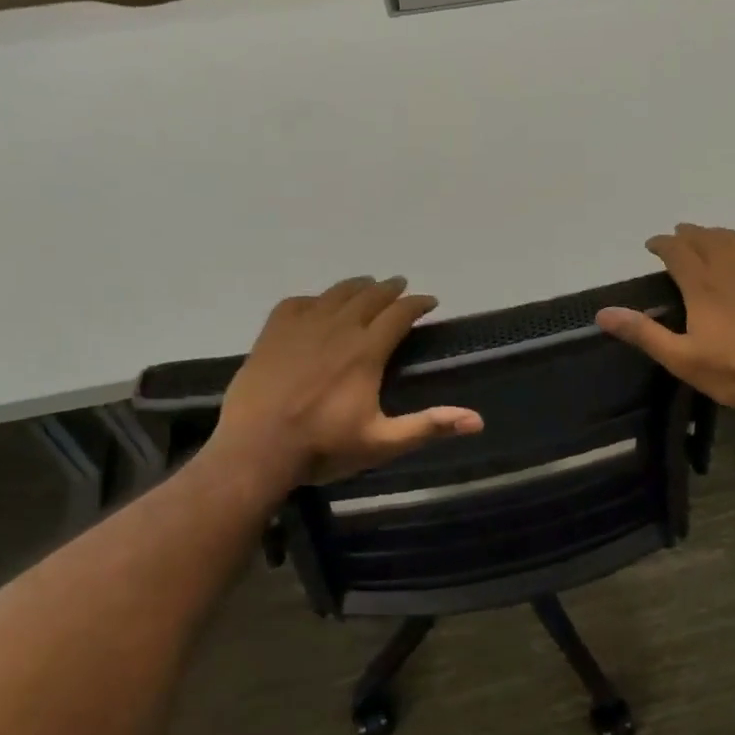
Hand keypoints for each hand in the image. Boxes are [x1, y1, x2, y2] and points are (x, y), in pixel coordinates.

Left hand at [206, 277, 482, 488]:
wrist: (256, 450)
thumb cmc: (323, 447)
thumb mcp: (383, 442)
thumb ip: (429, 426)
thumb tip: (478, 420)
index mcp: (366, 351)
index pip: (399, 314)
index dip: (417, 303)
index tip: (430, 301)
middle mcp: (337, 328)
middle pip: (369, 296)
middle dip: (390, 289)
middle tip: (401, 286)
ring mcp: (302, 327)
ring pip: (335, 293)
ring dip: (356, 286)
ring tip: (366, 284)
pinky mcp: (272, 333)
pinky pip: (297, 302)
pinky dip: (314, 298)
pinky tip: (317, 303)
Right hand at [596, 225, 734, 417]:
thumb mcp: (682, 359)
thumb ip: (644, 333)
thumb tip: (603, 313)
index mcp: (702, 286)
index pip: (677, 251)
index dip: (662, 243)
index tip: (652, 245)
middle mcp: (731, 268)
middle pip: (706, 238)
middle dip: (688, 234)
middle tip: (677, 236)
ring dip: (717, 233)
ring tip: (708, 236)